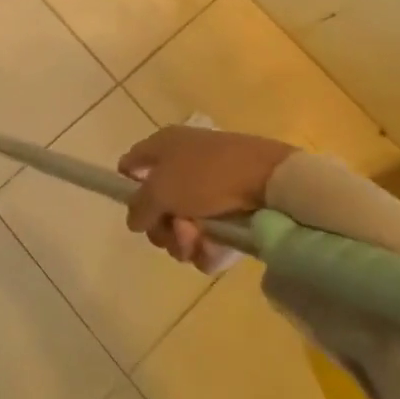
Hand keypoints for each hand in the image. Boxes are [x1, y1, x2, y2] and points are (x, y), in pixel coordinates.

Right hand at [119, 125, 295, 271]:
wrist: (272, 180)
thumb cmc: (207, 176)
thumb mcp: (160, 190)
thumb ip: (139, 207)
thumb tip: (134, 220)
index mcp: (163, 147)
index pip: (131, 165)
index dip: (127, 188)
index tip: (137, 212)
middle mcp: (183, 165)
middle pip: (157, 206)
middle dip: (162, 228)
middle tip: (176, 233)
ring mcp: (210, 189)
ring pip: (183, 226)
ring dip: (184, 242)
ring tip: (198, 243)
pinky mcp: (233, 212)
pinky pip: (209, 237)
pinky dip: (208, 248)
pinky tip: (214, 251)